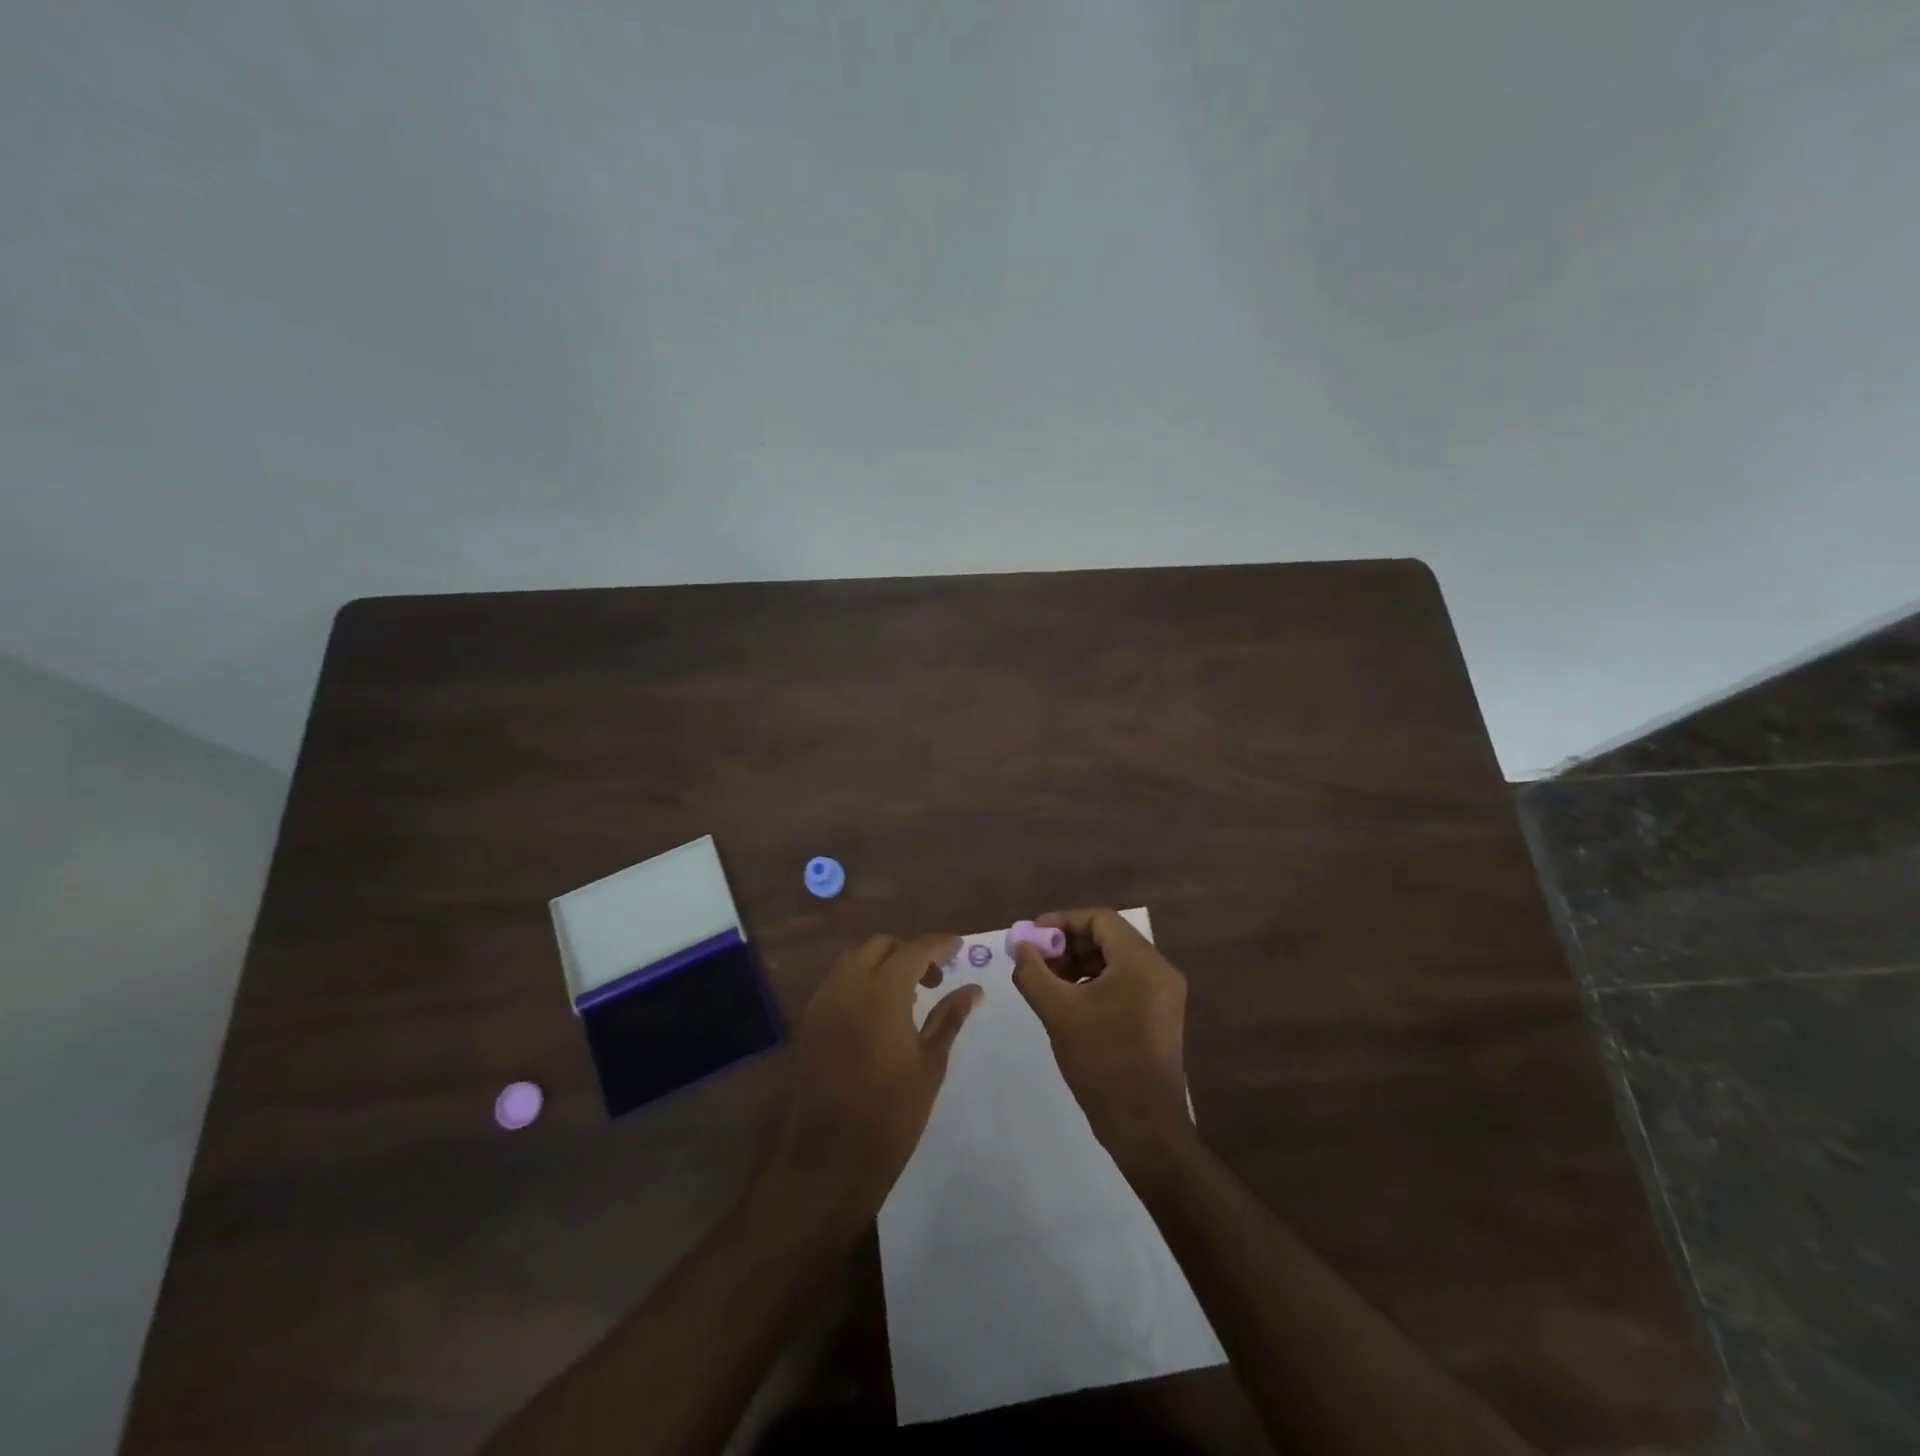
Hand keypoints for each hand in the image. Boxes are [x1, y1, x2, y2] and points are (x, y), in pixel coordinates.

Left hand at [771, 933, 982, 1222]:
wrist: (829, 1160)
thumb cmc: (890, 1114)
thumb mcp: (930, 1064)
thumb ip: (950, 1018)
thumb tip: (974, 989)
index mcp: (881, 992)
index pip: (914, 948)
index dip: (939, 944)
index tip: (959, 948)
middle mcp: (847, 986)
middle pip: (880, 946)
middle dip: (910, 951)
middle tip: (935, 978)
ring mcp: (823, 1002)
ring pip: (855, 960)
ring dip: (883, 963)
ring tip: (908, 995)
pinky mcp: (810, 1021)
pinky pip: (838, 982)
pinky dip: (861, 980)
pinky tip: (878, 1012)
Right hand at [1011, 908, 1193, 1173]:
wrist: (1145, 1127)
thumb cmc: (1102, 1062)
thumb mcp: (1058, 1013)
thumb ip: (1033, 972)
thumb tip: (1020, 946)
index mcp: (1142, 962)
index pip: (1100, 919)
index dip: (1062, 922)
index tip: (1032, 938)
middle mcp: (1159, 970)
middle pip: (1108, 937)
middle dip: (1068, 944)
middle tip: (1036, 961)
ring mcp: (1163, 994)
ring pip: (1115, 960)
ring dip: (1079, 963)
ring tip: (1048, 983)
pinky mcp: (1159, 1016)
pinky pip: (1124, 982)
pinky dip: (1094, 983)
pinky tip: (1069, 1002)